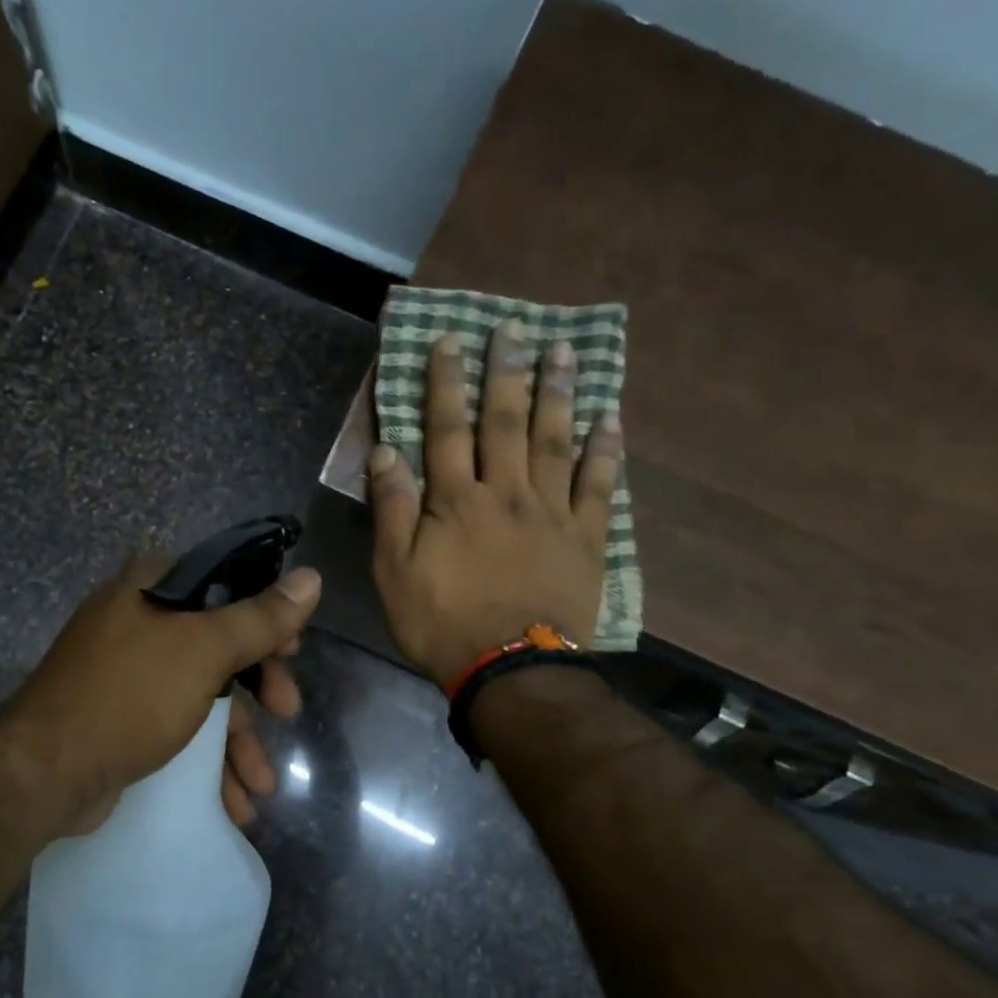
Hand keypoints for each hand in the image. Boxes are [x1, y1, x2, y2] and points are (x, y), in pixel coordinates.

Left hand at [0, 553, 320, 836]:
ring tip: (261, 785)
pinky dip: (207, 759)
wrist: (44, 773)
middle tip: (287, 710)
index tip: (292, 651)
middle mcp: (138, 620)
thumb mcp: (204, 651)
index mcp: (152, 587)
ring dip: (238, 740)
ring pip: (203, 694)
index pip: (227, 584)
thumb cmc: (130, 696)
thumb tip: (311, 578)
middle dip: (260, 688)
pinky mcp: (122, 716)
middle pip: (220, 644)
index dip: (266, 616)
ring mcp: (128, 672)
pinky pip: (179, 727)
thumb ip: (260, 618)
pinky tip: (233, 802)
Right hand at [369, 321, 622, 685]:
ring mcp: (551, 513)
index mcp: (456, 500)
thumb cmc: (441, 622)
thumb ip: (392, 508)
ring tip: (563, 351)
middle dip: (506, 372)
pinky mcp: (585, 538)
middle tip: (513, 328)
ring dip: (558, 393)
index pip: (446, 428)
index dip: (446, 382)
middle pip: (506, 422)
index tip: (450, 341)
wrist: (510, 669)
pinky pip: (598, 485)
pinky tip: (610, 417)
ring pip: (554, 441)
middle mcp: (506, 492)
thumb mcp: (394, 571)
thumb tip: (387, 450)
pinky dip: (605, 450)